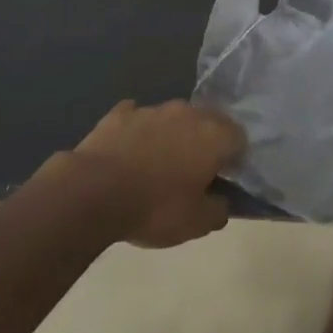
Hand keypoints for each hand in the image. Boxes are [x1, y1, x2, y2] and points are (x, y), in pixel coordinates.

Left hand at [72, 99, 245, 247]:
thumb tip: (222, 202)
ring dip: (172, 136)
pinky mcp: (119, 114)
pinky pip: (136, 118)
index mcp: (213, 135)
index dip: (235, 158)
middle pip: (208, 121)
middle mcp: (187, 113)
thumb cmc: (155, 207)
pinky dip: (138, 132)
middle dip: (206, 141)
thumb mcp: (197, 224)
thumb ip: (218, 210)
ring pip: (172, 118)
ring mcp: (151, 109)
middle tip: (194, 171)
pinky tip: (130, 151)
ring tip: (159, 165)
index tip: (224, 178)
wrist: (93, 192)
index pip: (239, 137)